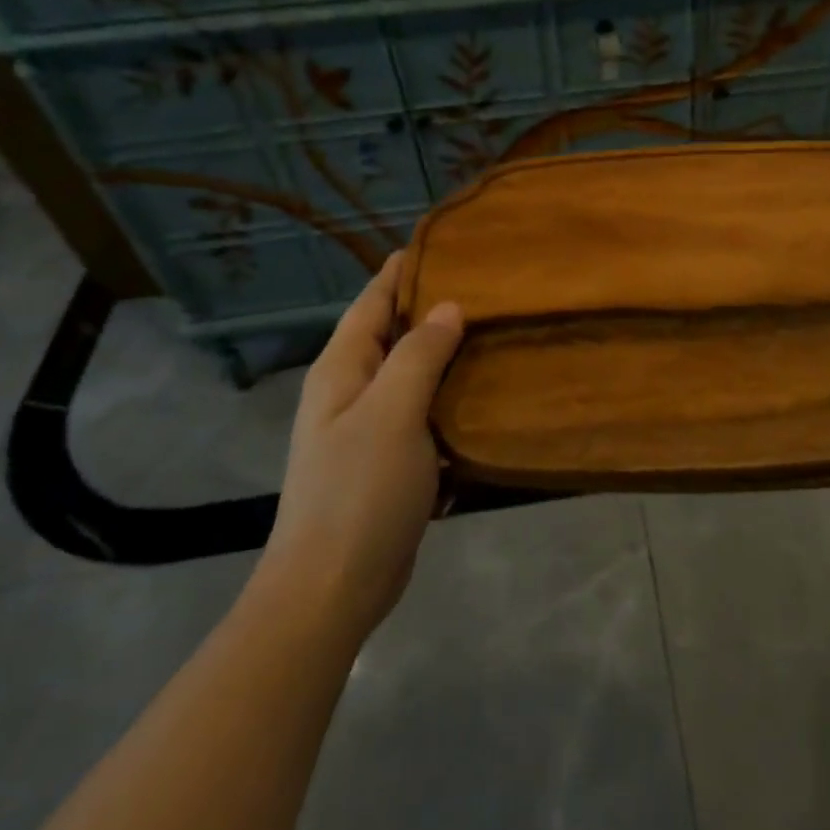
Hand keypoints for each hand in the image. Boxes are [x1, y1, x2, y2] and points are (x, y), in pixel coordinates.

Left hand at [256, 253, 463, 639]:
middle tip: (489, 284)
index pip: (373, 301)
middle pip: (394, 333)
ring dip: (447, 353)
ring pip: (413, 373)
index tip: (446, 242)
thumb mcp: (391, 414)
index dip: (403, 270)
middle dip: (434, 307)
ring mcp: (370, 427)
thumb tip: (448, 307)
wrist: (333, 586)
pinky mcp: (391, 460)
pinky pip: (425, 412)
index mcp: (342, 369)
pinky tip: (486, 391)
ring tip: (496, 329)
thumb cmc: (358, 492)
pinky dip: (451, 396)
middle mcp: (352, 390)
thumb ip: (419, 356)